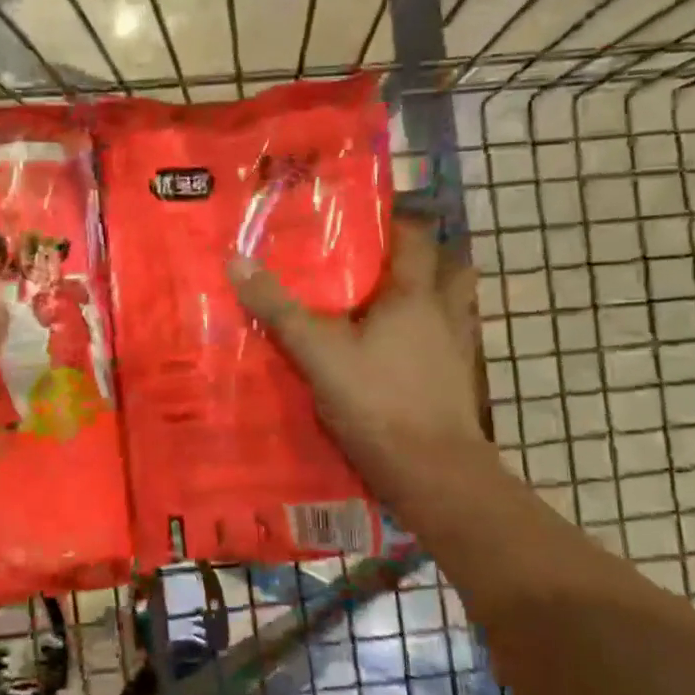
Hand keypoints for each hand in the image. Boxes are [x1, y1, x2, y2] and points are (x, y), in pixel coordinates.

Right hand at [228, 214, 487, 509]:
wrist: (432, 472)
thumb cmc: (378, 401)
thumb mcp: (318, 353)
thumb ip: (279, 309)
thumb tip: (237, 260)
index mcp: (416, 295)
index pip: (415, 237)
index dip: (392, 222)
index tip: (359, 222)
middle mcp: (445, 314)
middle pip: (447, 268)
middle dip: (417, 260)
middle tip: (374, 264)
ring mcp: (457, 349)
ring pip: (450, 307)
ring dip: (426, 298)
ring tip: (383, 305)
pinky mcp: (456, 382)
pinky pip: (444, 342)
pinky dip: (425, 337)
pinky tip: (394, 353)